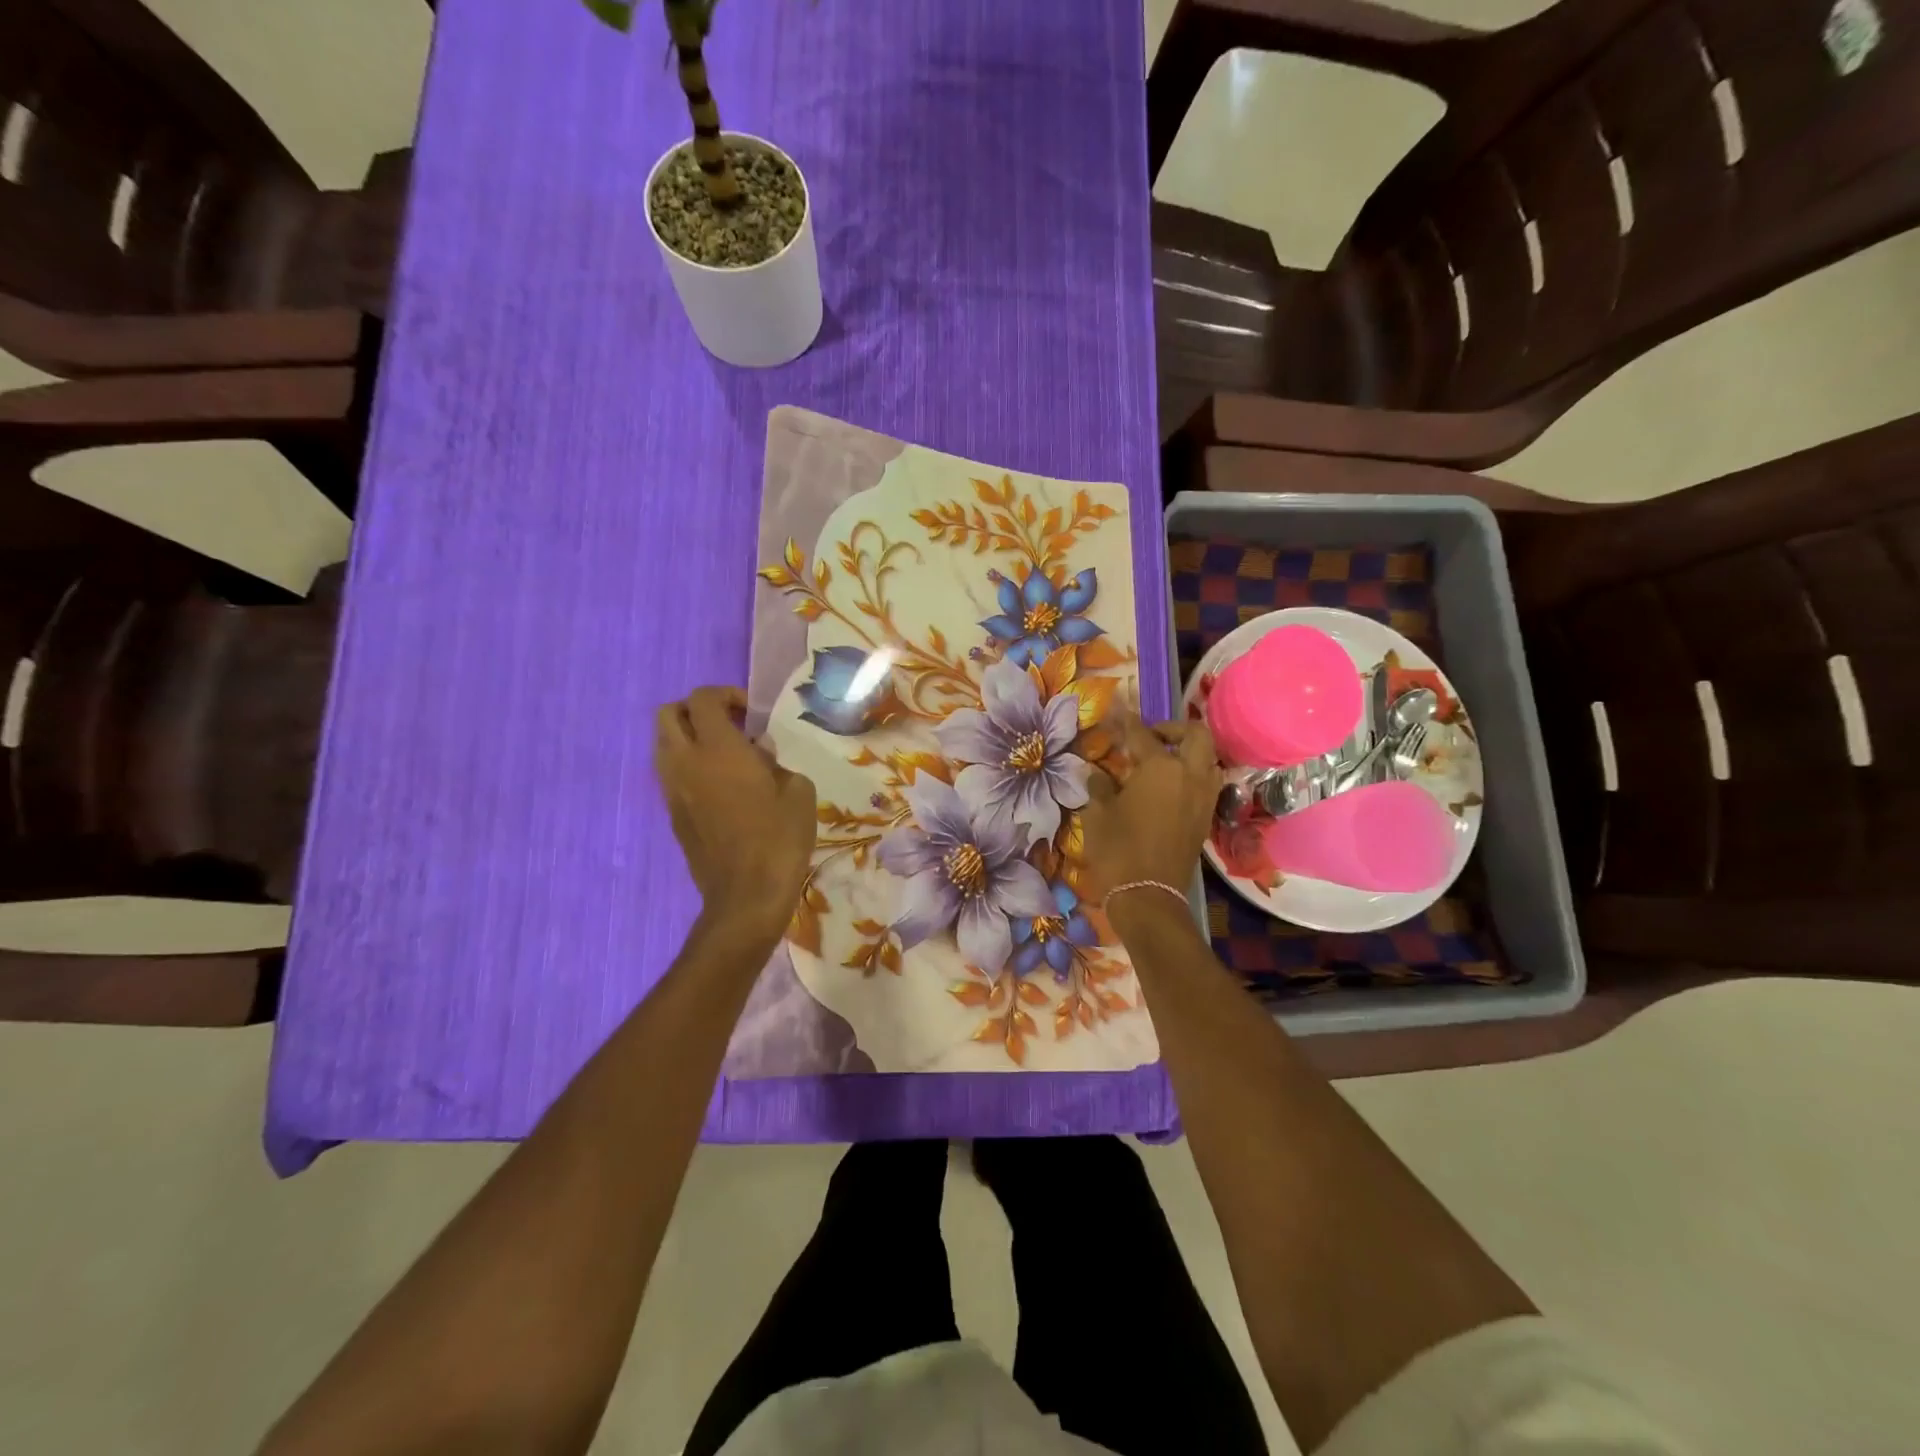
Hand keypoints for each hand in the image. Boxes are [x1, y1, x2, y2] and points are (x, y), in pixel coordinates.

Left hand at [654, 686, 816, 941]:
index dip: (726, 694)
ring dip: (689, 737)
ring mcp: (673, 789)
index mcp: (718, 749)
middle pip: (668, 714)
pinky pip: (671, 773)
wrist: (746, 895)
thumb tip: (759, 754)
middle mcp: (685, 762)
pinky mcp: (672, 814)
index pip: (702, 698)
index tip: (751, 713)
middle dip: (697, 710)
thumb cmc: (780, 837)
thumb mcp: (798, 790)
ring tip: (724, 755)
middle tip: (730, 725)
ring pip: (663, 744)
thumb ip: (775, 761)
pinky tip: (720, 785)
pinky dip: (689, 765)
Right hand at [1079, 716, 1220, 903]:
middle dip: (1174, 728)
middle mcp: (1190, 775)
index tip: (1117, 712)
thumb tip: (1097, 771)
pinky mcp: (1206, 818)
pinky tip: (1169, 785)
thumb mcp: (1098, 813)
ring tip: (1163, 759)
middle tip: (1151, 736)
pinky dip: (1193, 774)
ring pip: (1208, 759)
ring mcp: (1203, 797)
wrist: (1148, 897)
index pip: (1142, 735)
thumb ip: (1099, 785)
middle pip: (1195, 735)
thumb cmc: (1118, 850)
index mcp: (1161, 768)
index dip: (1127, 722)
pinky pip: (1207, 782)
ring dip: (1189, 751)